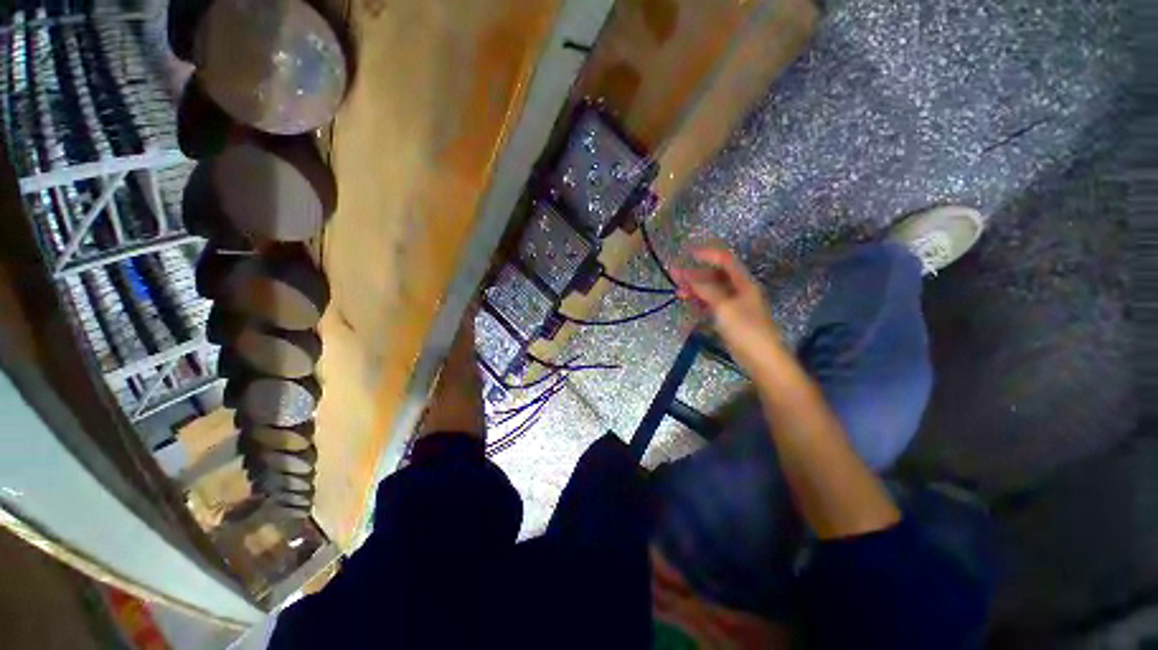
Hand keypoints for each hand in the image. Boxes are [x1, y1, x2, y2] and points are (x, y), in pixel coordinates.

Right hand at [671, 247, 783, 371]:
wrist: (761, 359)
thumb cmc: (745, 329)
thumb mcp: (724, 307)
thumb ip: (706, 290)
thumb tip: (689, 277)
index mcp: (743, 283)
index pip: (724, 260)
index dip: (706, 254)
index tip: (687, 253)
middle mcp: (739, 290)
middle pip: (715, 276)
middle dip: (695, 274)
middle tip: (674, 275)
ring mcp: (733, 305)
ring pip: (711, 291)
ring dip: (695, 289)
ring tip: (677, 292)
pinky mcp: (729, 318)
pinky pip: (711, 305)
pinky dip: (700, 303)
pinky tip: (689, 304)